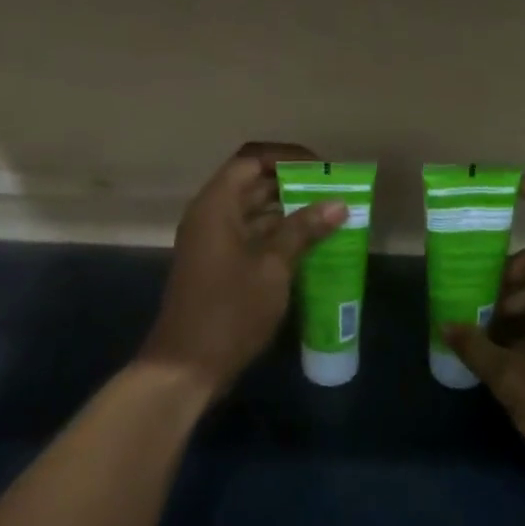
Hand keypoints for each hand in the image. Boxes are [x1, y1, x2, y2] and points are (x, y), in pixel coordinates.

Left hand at [139, 143, 347, 398]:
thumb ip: (302, 231)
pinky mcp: (217, 266)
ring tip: (329, 216)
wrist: (187, 365)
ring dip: (287, 212)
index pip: (251, 161)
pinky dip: (277, 236)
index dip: (286, 159)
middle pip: (252, 185)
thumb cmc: (230, 310)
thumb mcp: (273, 268)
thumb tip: (337, 203)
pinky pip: (250, 236)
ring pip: (253, 212)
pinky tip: (309, 246)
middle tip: (332, 193)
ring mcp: (212, 242)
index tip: (320, 170)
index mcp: (216, 206)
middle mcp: (210, 216)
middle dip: (292, 185)